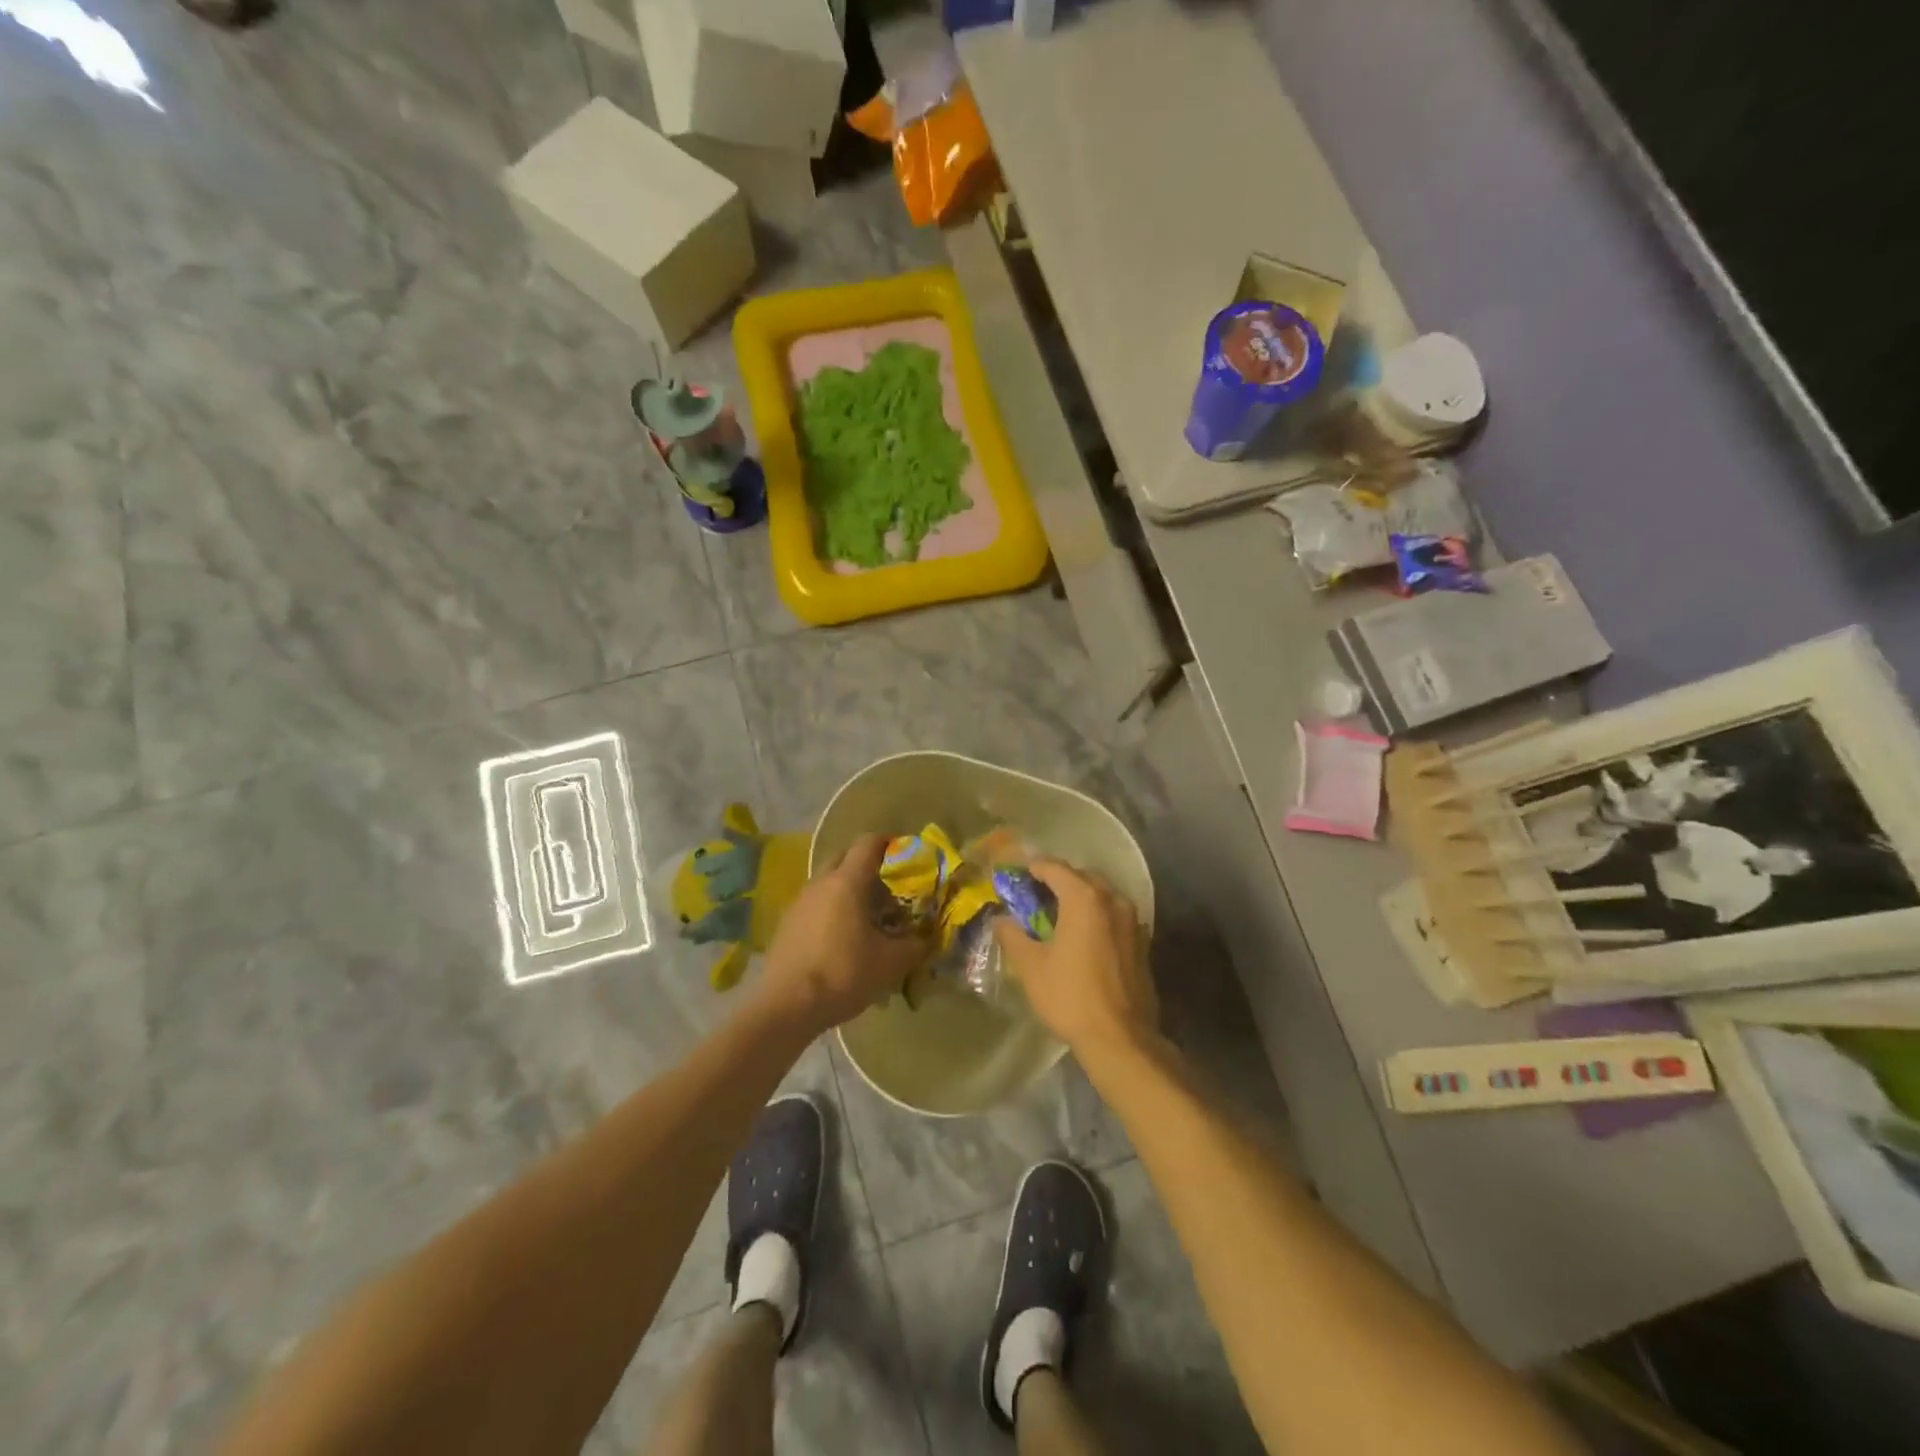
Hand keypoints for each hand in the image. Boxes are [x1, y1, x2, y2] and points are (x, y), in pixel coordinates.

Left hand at [757, 834, 930, 1035]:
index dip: (890, 842)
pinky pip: (815, 904)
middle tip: (889, 887)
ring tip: (868, 915)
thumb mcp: (891, 963)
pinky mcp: (787, 924)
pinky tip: (842, 938)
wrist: (786, 1007)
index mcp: (847, 881)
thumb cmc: (843, 974)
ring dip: (848, 889)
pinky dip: (832, 910)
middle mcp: (820, 883)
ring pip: (828, 882)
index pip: (868, 842)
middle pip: (845, 857)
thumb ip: (916, 945)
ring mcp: (799, 902)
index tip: (906, 855)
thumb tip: (929, 937)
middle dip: (867, 864)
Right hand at [991, 860, 1158, 1068]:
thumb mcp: (1030, 966)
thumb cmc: (1070, 996)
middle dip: (1058, 880)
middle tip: (1034, 893)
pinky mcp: (1142, 941)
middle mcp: (1112, 899)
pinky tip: (1083, 936)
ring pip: (1101, 895)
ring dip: (1079, 897)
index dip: (1032, 867)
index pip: (1054, 867)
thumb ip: (1012, 935)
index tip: (1016, 873)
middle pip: (1081, 877)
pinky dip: (1096, 915)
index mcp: (1084, 898)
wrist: (1121, 1038)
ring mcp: (1132, 920)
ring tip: (1058, 914)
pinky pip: (1114, 915)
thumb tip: (1000, 919)